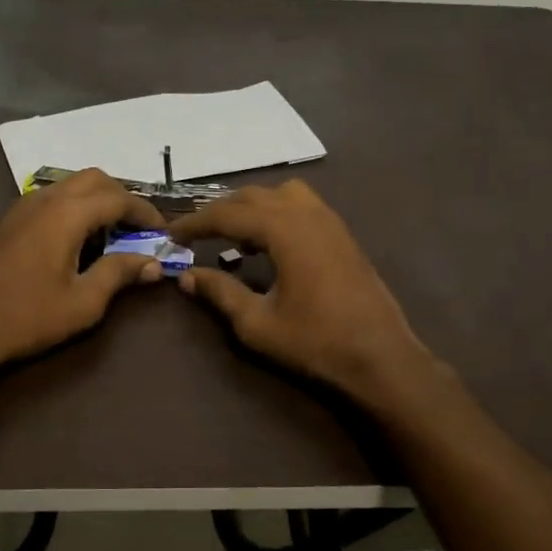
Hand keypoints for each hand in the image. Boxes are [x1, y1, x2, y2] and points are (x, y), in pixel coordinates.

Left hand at [0, 169, 166, 375]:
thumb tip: (152, 263)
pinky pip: (51, 199)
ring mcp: (21, 207)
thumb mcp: (82, 303)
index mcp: (67, 214)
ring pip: (70, 185)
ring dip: (96, 201)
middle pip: (94, 179)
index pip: (118, 198)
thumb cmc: (25, 317)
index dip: (146, 212)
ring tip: (112, 235)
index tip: (163, 231)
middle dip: (122, 197)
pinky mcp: (8, 221)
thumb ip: (118, 274)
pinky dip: (74, 208)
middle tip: (139, 228)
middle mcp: (45, 199)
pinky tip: (76, 241)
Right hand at [168, 180, 434, 404]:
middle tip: (195, 234)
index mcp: (284, 230)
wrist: (381, 356)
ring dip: (251, 208)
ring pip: (280, 194)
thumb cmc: (316, 341)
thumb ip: (221, 293)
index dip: (195, 223)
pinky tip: (269, 245)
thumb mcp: (257, 323)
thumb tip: (187, 276)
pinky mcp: (342, 234)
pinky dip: (277, 213)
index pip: (227, 214)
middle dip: (220, 211)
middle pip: (252, 196)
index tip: (170, 235)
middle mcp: (307, 213)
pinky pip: (301, 206)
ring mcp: (329, 220)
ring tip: (234, 236)